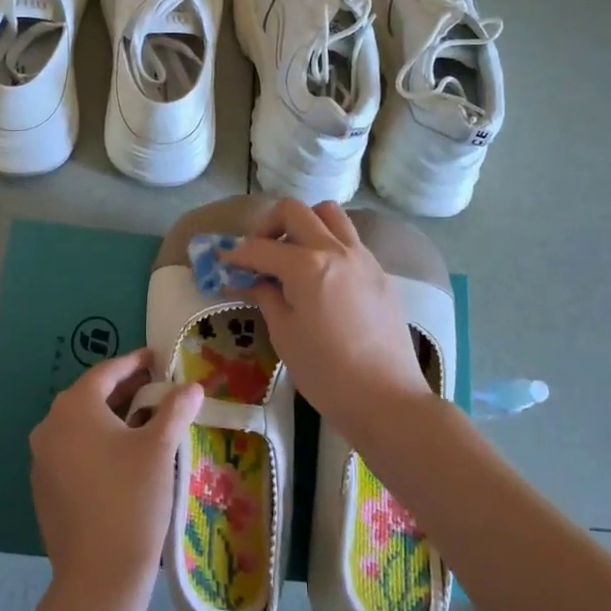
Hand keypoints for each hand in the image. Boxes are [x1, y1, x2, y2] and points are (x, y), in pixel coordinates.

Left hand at [30, 349, 200, 610]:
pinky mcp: (43, 489)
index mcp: (74, 407)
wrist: (98, 575)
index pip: (106, 372)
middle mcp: (50, 426)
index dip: (134, 362)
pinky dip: (96, 445)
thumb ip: (175, 409)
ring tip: (144, 423)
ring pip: (80, 426)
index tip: (156, 358)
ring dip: (110, 419)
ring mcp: (42, 460)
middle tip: (155, 388)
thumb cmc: (131, 498)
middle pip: (91, 397)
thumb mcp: (159, 448)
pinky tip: (121, 459)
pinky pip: (72, 452)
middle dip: (124, 390)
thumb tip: (192, 386)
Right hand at [224, 199, 429, 425]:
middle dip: (269, 225)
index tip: (223, 261)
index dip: (236, 254)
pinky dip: (329, 245)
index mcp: (307, 266)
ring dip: (305, 225)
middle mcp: (336, 250)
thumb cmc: (326, 373)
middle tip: (259, 253)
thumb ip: (266, 297)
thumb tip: (252, 280)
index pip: (261, 248)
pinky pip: (350, 241)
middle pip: (295, 211)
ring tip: (294, 255)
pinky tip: (322, 277)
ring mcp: (363, 258)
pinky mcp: (380, 273)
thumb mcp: (285, 335)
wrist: (386, 398)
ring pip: (330, 215)